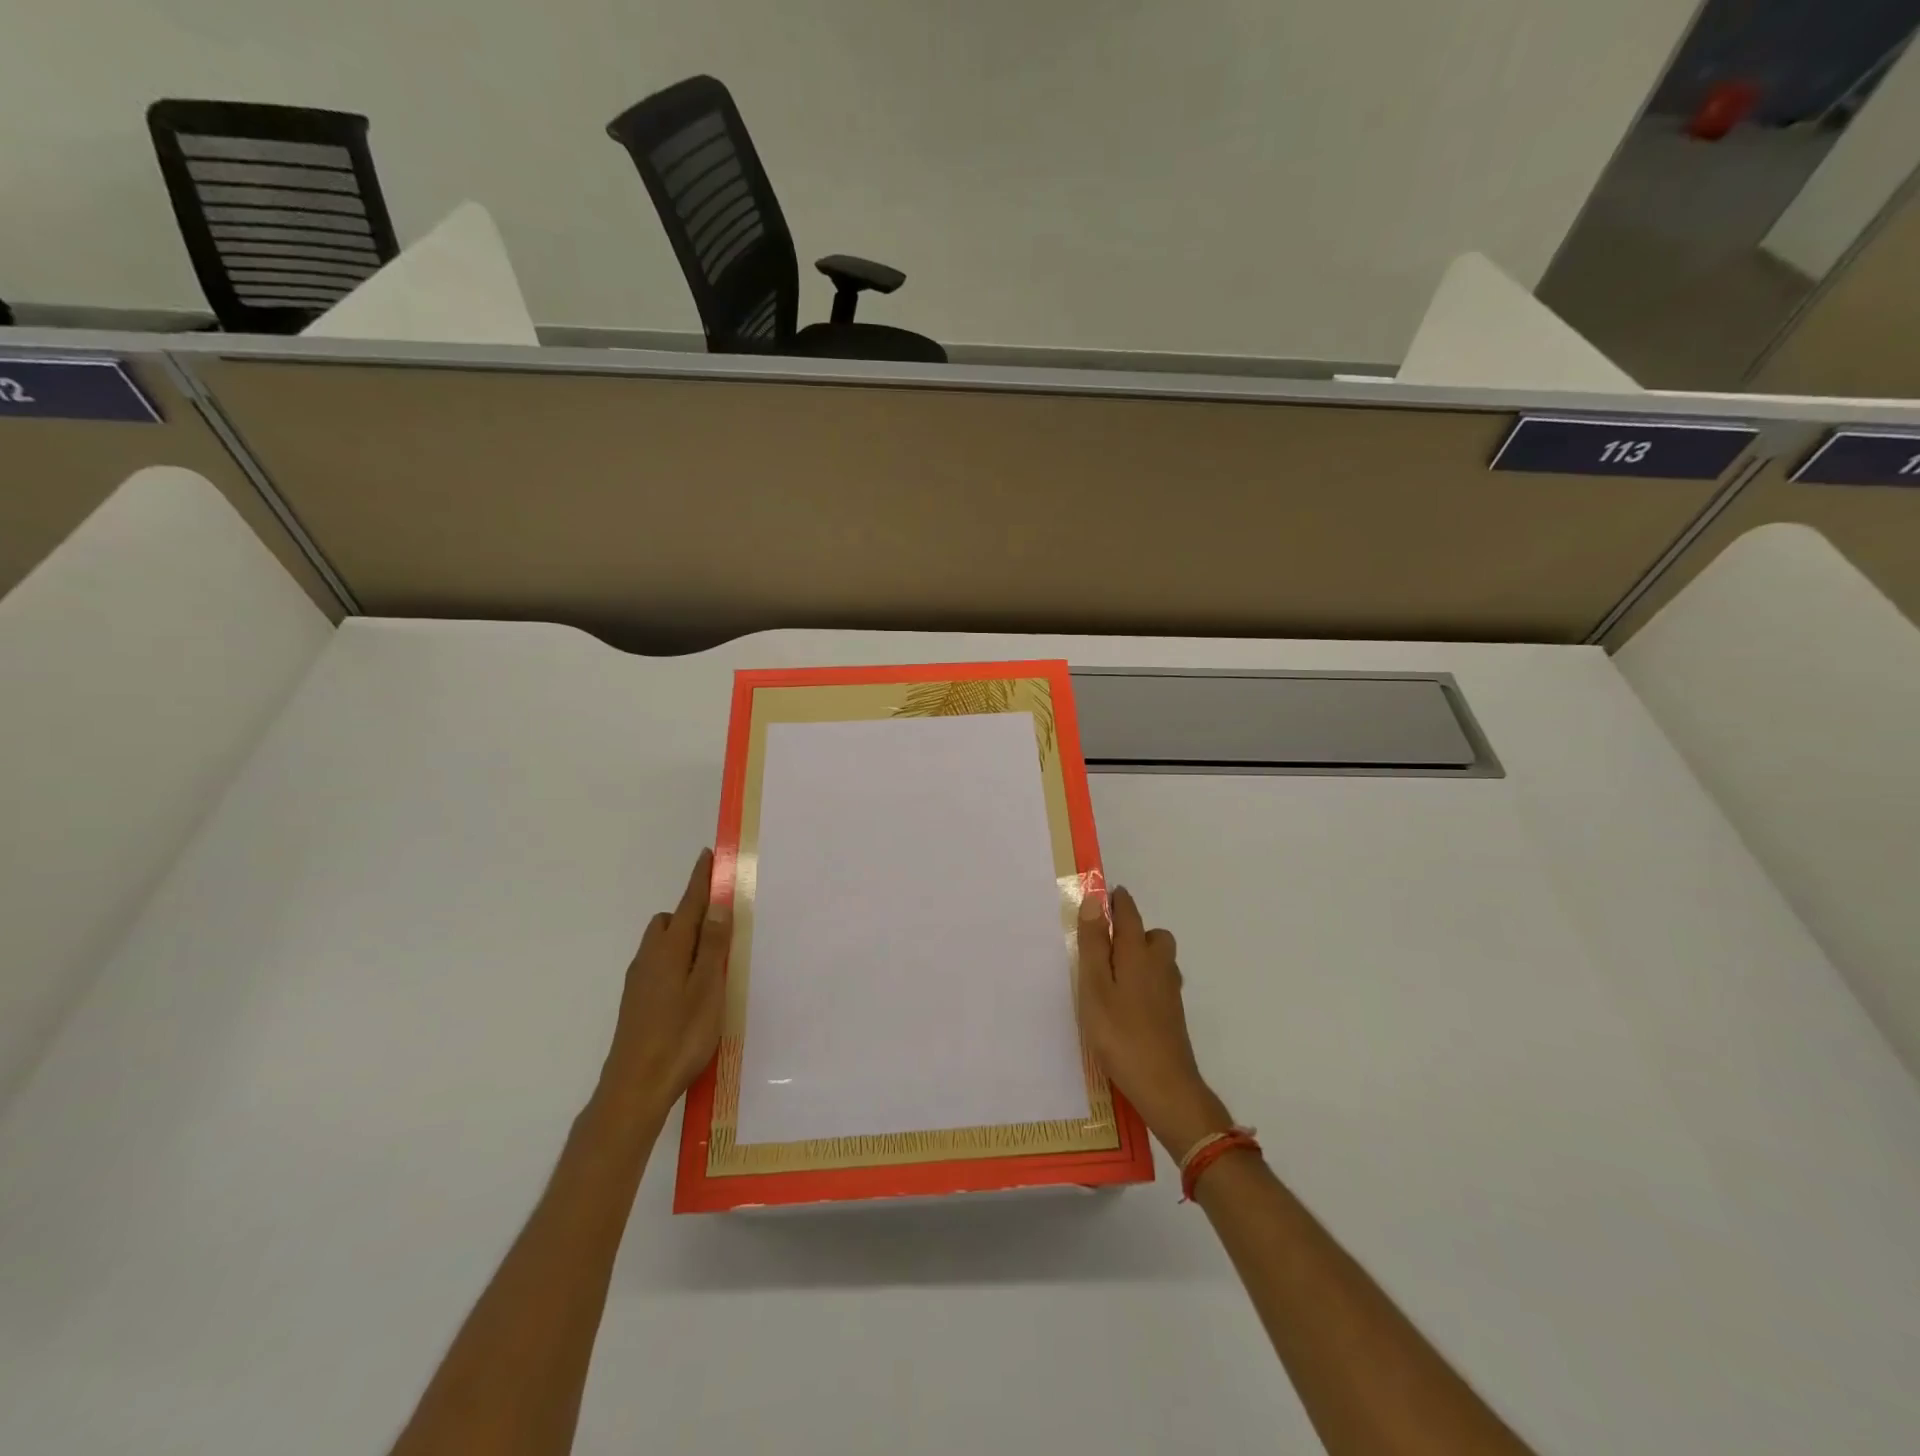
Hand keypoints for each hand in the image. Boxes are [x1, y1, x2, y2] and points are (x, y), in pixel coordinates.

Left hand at [600, 848, 730, 1118]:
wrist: (634, 1087)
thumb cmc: (679, 1036)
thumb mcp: (707, 988)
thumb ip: (712, 945)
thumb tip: (717, 904)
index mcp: (669, 949)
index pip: (688, 904)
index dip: (700, 880)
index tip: (708, 856)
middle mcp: (649, 958)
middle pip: (670, 921)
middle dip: (692, 912)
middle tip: (722, 923)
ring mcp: (639, 981)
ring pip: (662, 944)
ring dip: (684, 939)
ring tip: (711, 960)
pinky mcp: (636, 1002)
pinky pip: (659, 965)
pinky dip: (677, 961)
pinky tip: (691, 988)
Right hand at [1077, 886, 1232, 1156]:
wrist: (1165, 1086)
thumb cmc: (1121, 1034)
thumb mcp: (1095, 987)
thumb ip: (1093, 944)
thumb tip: (1094, 901)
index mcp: (1137, 953)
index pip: (1129, 914)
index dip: (1116, 901)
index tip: (1104, 894)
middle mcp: (1159, 965)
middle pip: (1152, 934)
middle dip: (1132, 929)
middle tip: (1104, 942)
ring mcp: (1169, 991)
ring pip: (1158, 959)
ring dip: (1139, 955)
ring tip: (1111, 972)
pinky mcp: (1173, 1014)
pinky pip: (1158, 981)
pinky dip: (1144, 979)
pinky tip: (1126, 1001)